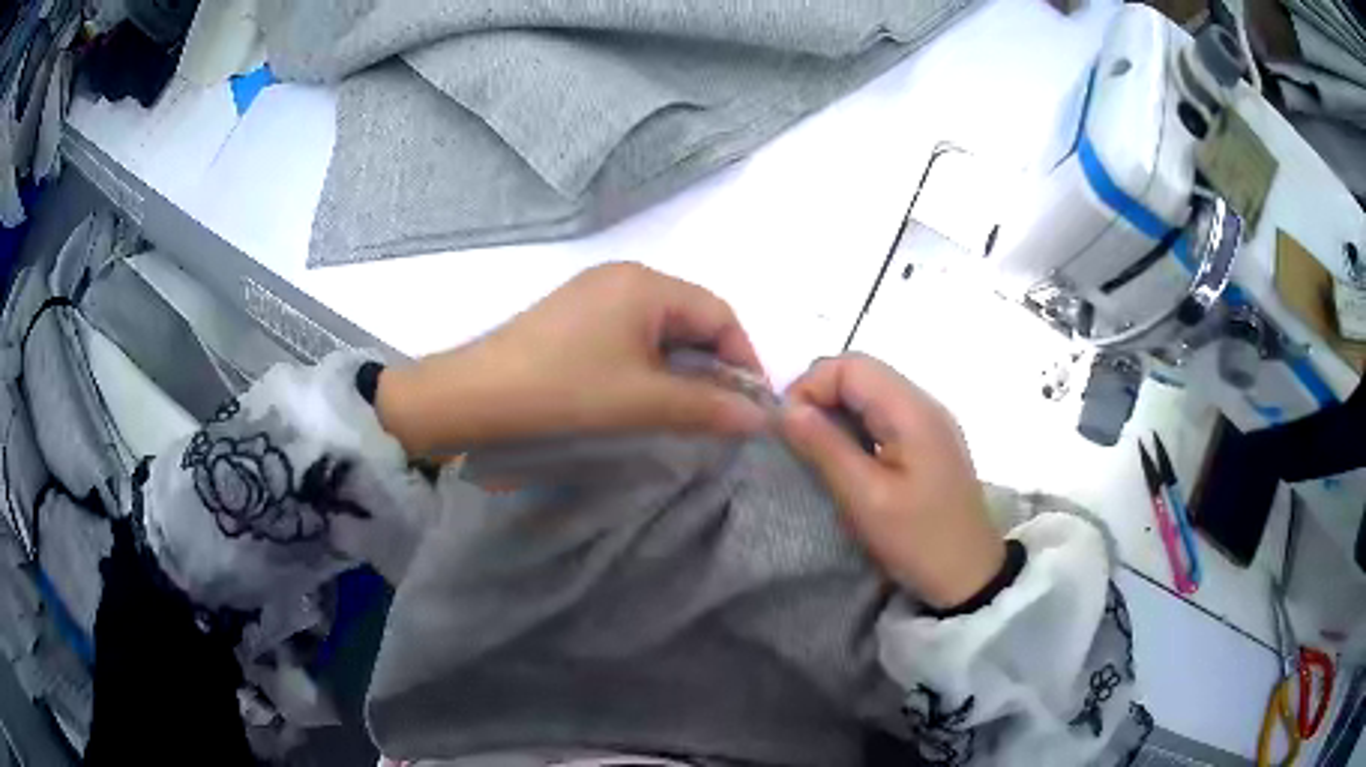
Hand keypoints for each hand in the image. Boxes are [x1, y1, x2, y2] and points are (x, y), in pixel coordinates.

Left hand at [376, 263, 768, 453]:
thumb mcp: (644, 401)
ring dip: (682, 366)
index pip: (720, 314)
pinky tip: (645, 393)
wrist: (475, 397)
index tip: (752, 405)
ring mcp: (595, 292)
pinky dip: (651, 362)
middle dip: (713, 364)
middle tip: (721, 411)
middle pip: (692, 316)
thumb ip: (708, 407)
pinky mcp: (575, 315)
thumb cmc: (565, 391)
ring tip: (687, 408)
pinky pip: (631, 332)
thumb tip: (763, 418)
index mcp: (646, 284)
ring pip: (661, 327)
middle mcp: (624, 276)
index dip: (744, 359)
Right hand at [780, 353, 1004, 609]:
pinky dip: (857, 427)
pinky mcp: (929, 441)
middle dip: (821, 397)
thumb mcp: (866, 499)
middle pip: (861, 373)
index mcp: (912, 411)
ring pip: (870, 392)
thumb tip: (785, 410)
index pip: (850, 365)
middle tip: (798, 441)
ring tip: (818, 452)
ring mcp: (929, 421)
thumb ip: (825, 448)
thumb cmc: (919, 539)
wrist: (970, 574)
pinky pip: (884, 415)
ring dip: (837, 413)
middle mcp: (924, 403)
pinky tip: (848, 460)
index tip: (788, 429)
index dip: (811, 386)